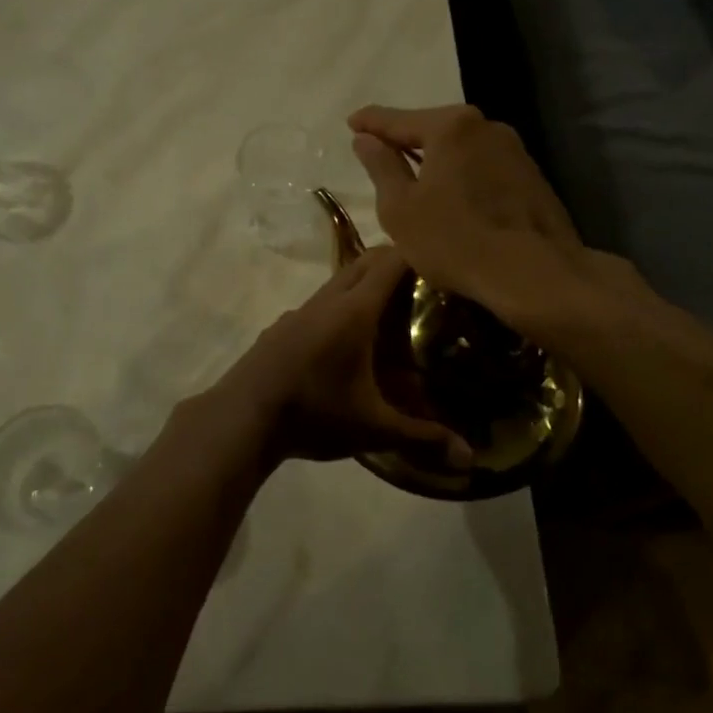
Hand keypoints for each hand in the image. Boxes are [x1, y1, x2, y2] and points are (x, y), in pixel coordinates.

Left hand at [210, 246, 473, 468]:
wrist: (241, 417)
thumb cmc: (313, 413)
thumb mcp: (373, 428)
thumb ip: (422, 437)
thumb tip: (471, 460)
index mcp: (353, 311)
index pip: (390, 262)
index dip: (417, 252)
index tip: (443, 256)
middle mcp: (327, 300)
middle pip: (364, 261)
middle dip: (395, 261)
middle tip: (426, 280)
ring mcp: (299, 311)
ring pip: (339, 281)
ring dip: (365, 283)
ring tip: (391, 308)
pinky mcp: (282, 326)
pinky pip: (319, 302)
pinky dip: (341, 305)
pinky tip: (347, 340)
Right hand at [348, 104, 594, 334]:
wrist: (535, 274)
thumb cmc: (455, 240)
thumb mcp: (400, 208)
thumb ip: (381, 167)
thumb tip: (365, 139)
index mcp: (450, 127)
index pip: (397, 119)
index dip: (370, 122)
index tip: (351, 122)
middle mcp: (485, 126)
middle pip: (433, 128)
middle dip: (405, 138)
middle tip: (380, 150)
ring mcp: (513, 150)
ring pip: (461, 147)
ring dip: (436, 158)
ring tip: (414, 175)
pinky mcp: (531, 175)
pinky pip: (482, 165)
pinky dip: (461, 173)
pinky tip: (453, 195)